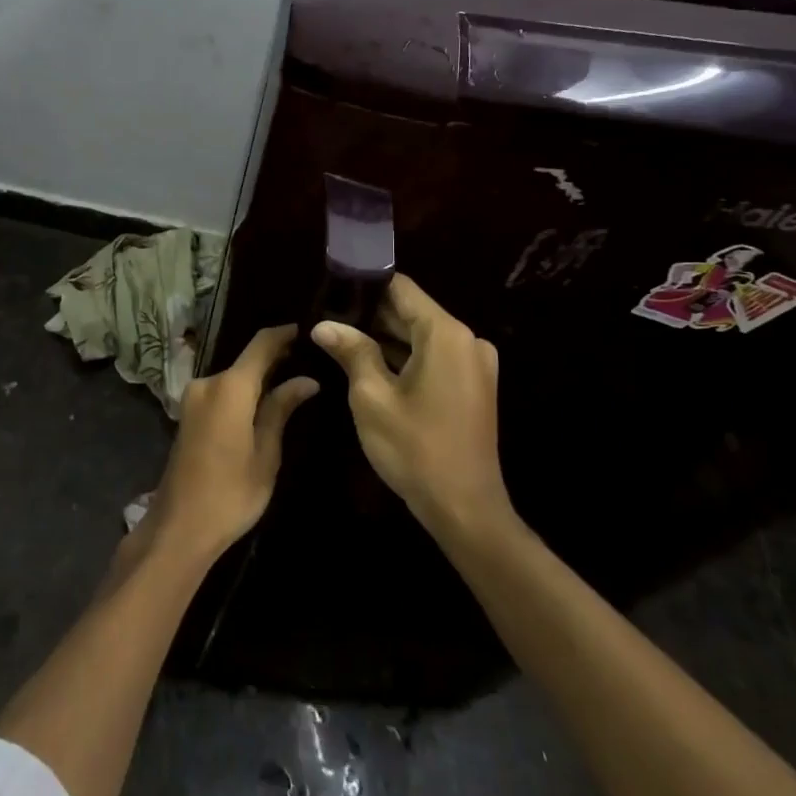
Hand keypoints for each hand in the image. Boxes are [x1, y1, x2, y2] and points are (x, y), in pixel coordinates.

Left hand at [150, 326, 317, 562]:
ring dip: (258, 377)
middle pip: (245, 361)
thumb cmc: (232, 492)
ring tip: (292, 378)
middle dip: (275, 357)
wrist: (181, 525)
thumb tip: (306, 381)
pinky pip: (221, 392)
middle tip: (309, 358)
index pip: (260, 345)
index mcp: (229, 387)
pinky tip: (264, 400)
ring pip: (233, 377)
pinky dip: (242, 391)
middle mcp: (207, 383)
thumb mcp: (266, 453)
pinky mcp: (189, 414)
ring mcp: (193, 398)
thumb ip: (281, 409)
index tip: (307, 329)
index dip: (283, 334)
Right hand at [310, 274, 510, 539]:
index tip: (330, 290)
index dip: (364, 285)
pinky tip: (367, 365)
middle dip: (369, 315)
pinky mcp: (472, 386)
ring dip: (383, 338)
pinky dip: (402, 358)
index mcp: (446, 334)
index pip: (401, 288)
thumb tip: (323, 325)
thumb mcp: (371, 397)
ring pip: (419, 336)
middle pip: (410, 311)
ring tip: (339, 339)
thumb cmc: (415, 449)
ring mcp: (473, 364)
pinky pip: (432, 358)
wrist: (465, 510)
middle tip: (326, 319)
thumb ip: (350, 351)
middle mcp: (467, 340)